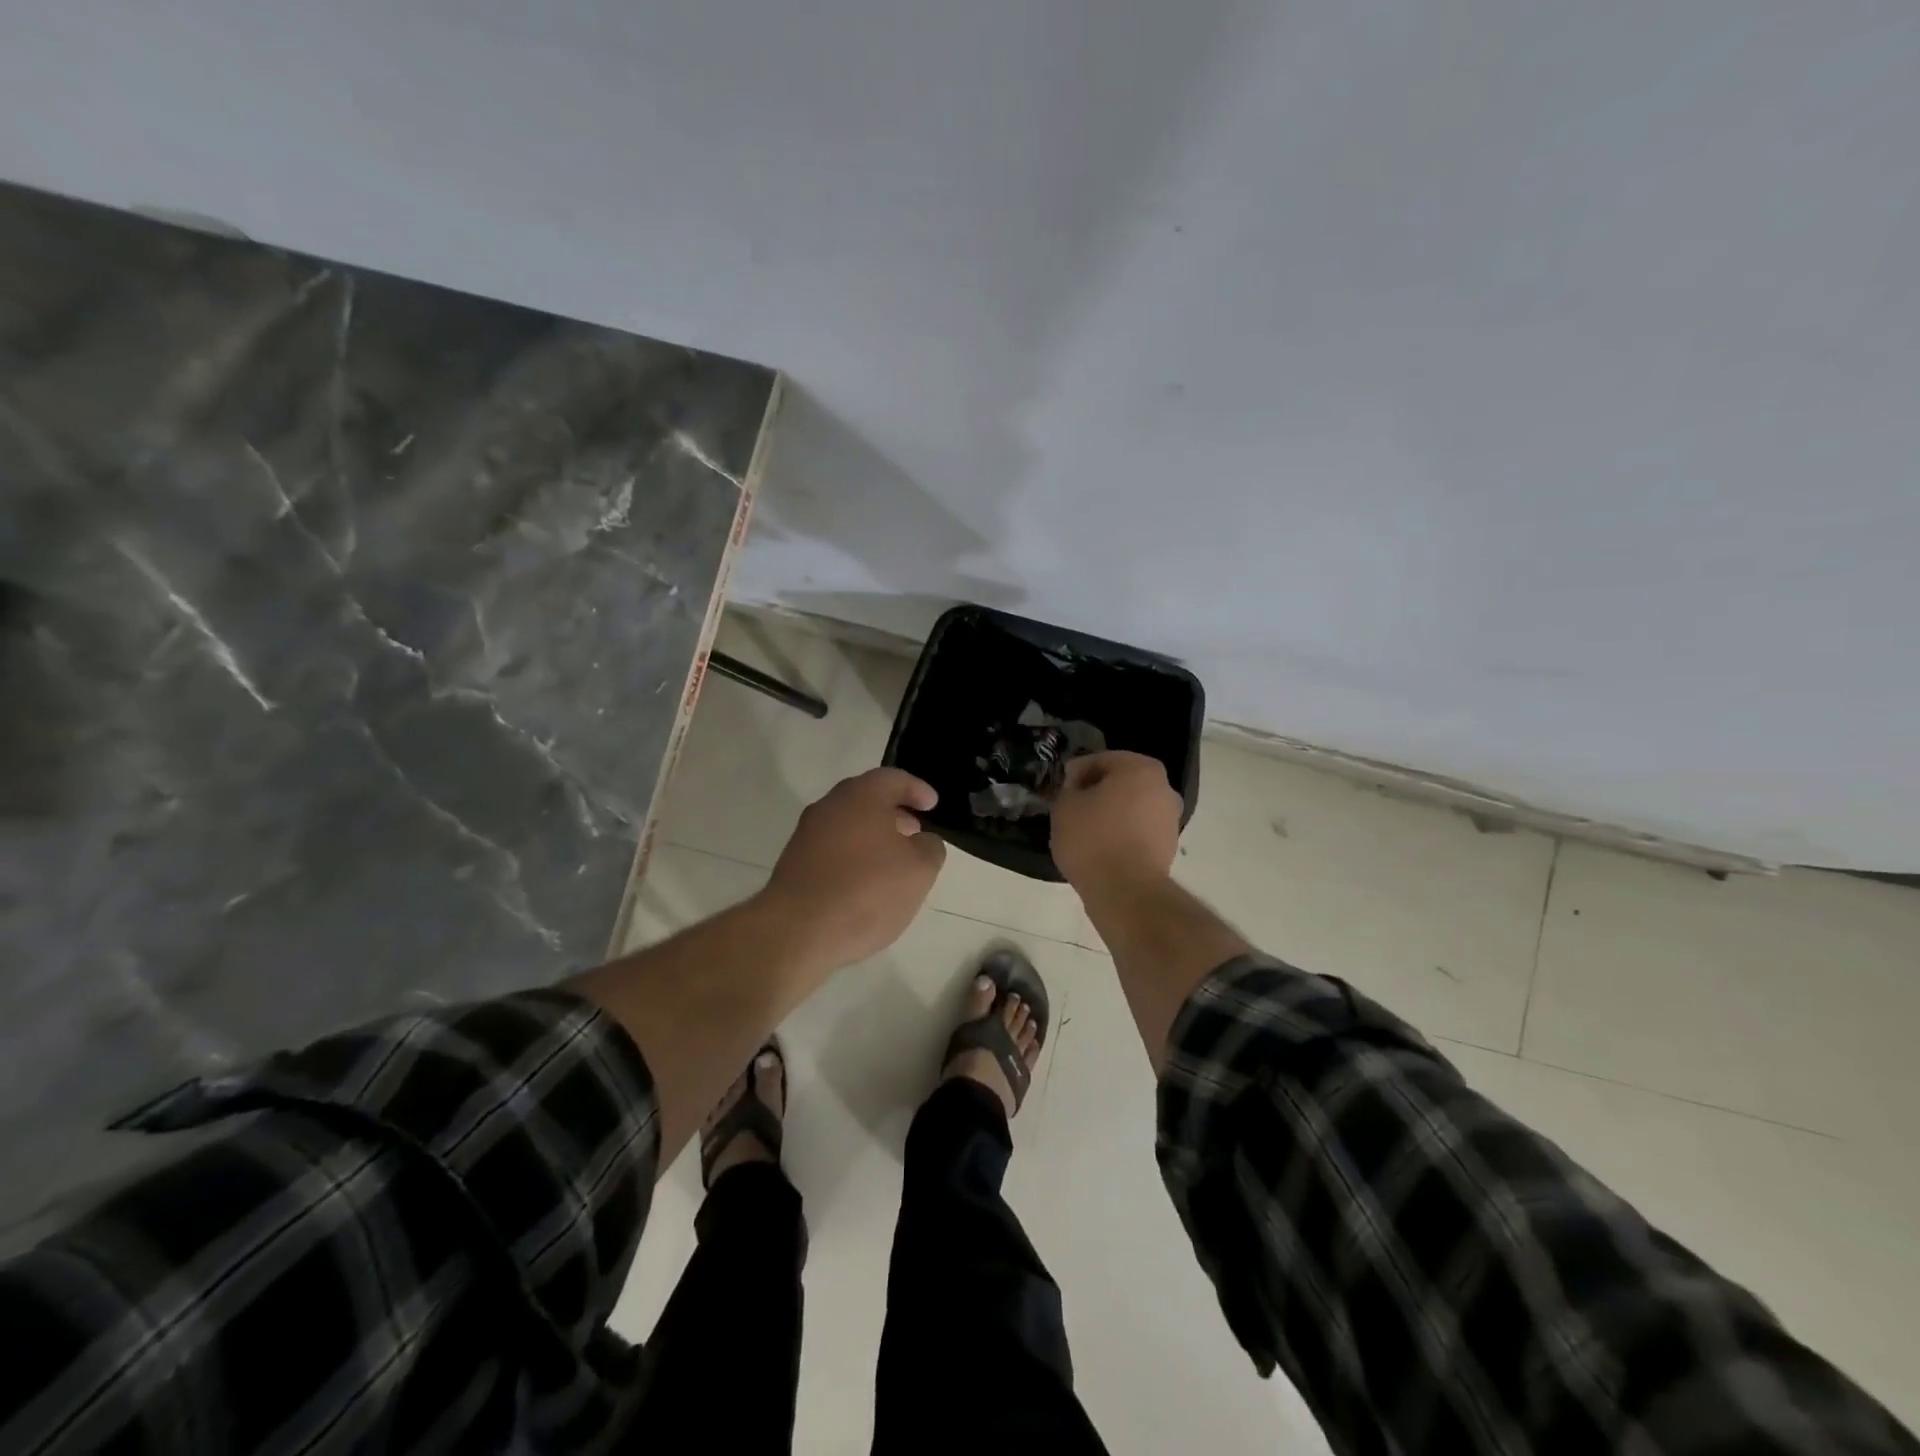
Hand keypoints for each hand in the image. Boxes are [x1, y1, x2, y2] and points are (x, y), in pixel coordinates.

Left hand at [759, 768, 946, 970]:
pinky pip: (832, 850)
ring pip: (847, 825)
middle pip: (866, 799)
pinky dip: (853, 857)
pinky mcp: (794, 864)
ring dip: (872, 836)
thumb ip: (929, 847)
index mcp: (860, 795)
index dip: (917, 789)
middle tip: (915, 830)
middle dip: (893, 812)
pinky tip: (865, 883)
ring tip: (893, 861)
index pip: (893, 779)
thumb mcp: (919, 870)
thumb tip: (922, 841)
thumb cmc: (867, 891)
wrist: (797, 931)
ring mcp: (806, 835)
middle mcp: (829, 806)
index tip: (932, 805)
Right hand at [1052, 751, 1182, 891]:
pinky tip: (1101, 849)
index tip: (1060, 790)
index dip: (1076, 774)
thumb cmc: (1093, 838)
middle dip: (1096, 792)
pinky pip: (1138, 831)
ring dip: (1110, 814)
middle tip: (1071, 808)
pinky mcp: (1169, 847)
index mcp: (1140, 768)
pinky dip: (1121, 834)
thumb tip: (1077, 788)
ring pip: (1131, 807)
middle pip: (1120, 783)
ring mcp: (1170, 819)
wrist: (1125, 891)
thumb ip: (1068, 788)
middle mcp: (1163, 788)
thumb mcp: (1065, 806)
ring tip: (1085, 832)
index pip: (1100, 760)